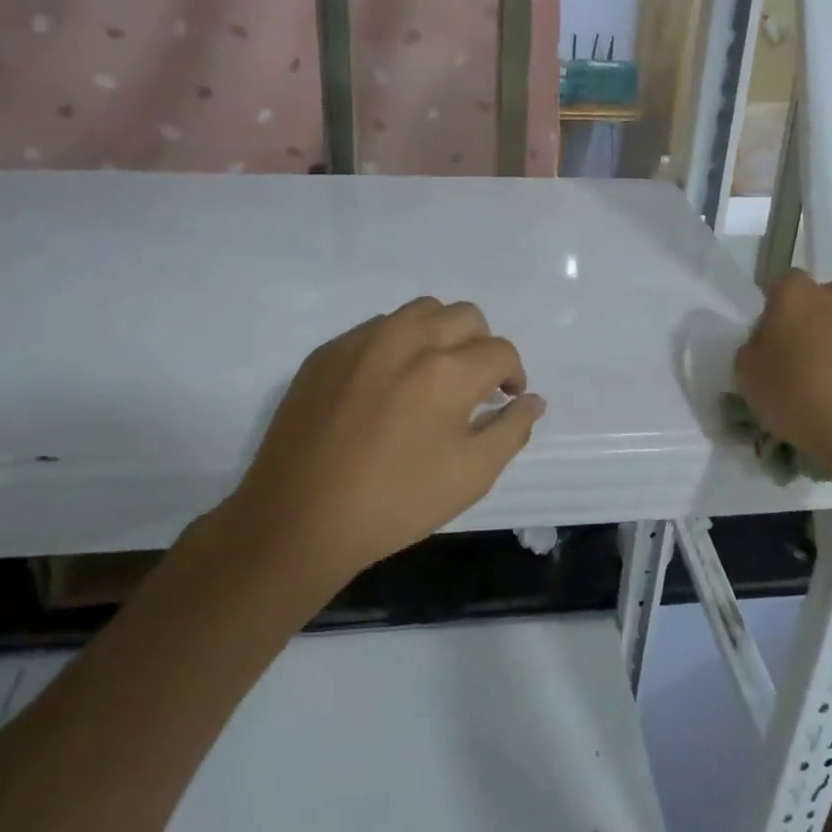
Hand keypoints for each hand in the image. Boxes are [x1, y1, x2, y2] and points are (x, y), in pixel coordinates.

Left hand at [222, 296, 545, 579]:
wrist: (299, 519)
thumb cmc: (395, 502)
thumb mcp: (471, 476)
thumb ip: (511, 430)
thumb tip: (532, 401)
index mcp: (448, 370)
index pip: (501, 351)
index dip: (514, 374)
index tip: (506, 399)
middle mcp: (407, 339)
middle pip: (465, 316)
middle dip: (482, 345)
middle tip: (475, 385)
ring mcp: (361, 341)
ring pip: (420, 312)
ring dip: (441, 334)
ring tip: (433, 375)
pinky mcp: (327, 352)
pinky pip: (377, 329)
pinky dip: (398, 345)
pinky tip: (386, 386)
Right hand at [734, 272, 831, 479]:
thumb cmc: (799, 396)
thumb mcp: (748, 375)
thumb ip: (755, 348)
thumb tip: (770, 342)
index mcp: (797, 294)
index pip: (783, 284)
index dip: (778, 309)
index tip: (775, 339)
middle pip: (827, 298)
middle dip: (819, 320)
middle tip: (810, 358)